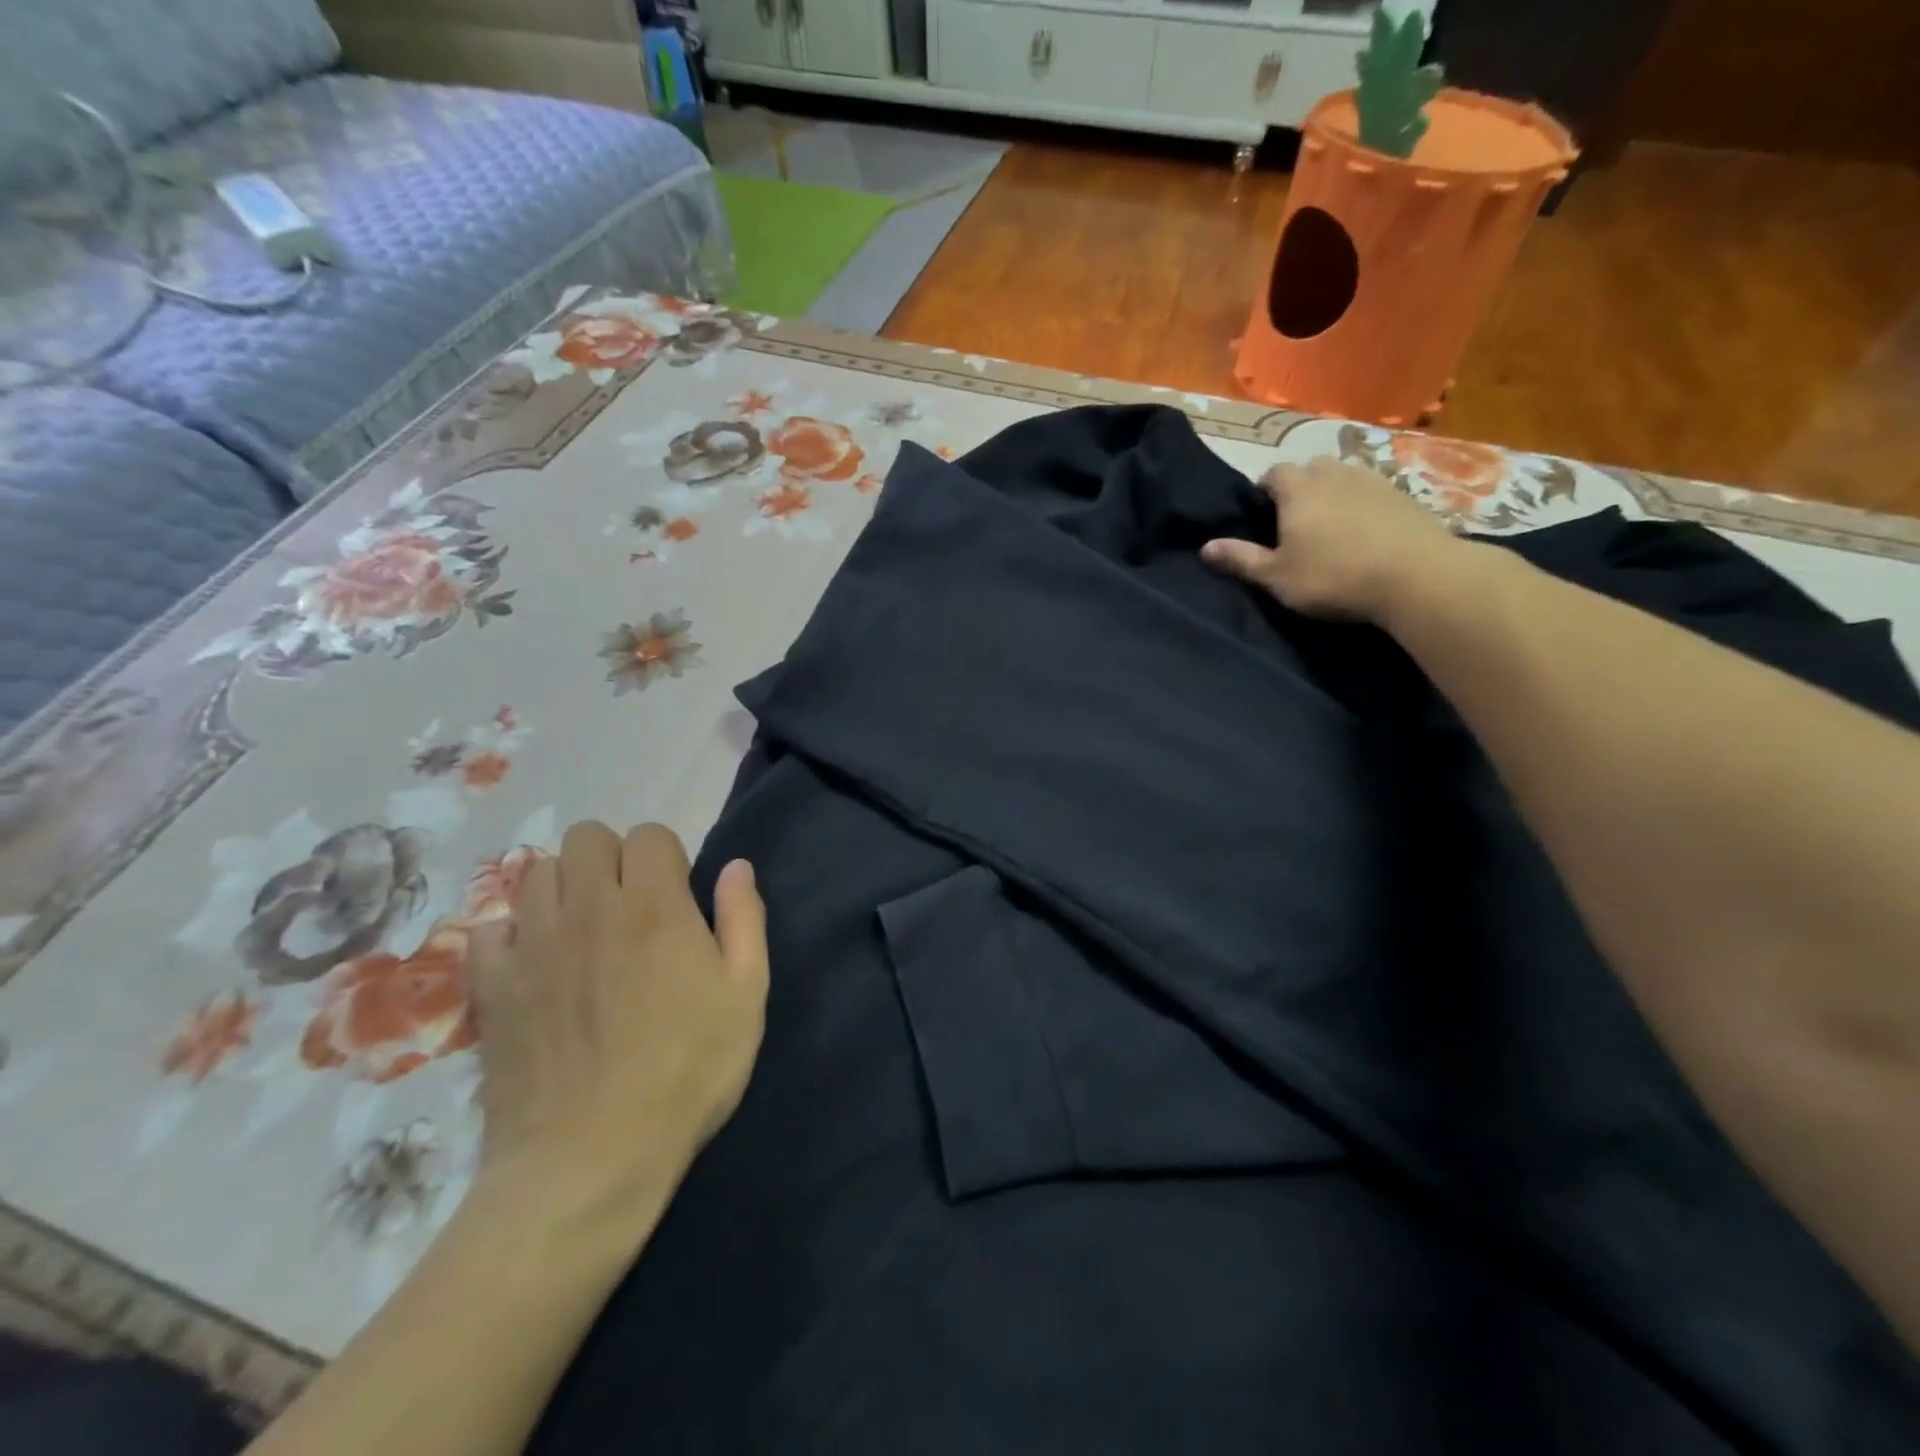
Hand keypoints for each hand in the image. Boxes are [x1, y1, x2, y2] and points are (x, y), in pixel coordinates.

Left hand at [467, 822, 768, 1234]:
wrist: (589, 1159)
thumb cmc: (686, 1072)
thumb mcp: (745, 996)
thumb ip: (744, 920)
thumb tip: (737, 867)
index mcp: (654, 906)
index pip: (649, 834)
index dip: (667, 857)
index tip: (677, 897)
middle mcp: (588, 908)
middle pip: (587, 836)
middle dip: (613, 858)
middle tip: (630, 907)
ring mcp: (532, 944)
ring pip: (536, 872)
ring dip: (564, 887)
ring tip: (583, 931)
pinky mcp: (491, 985)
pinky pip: (489, 928)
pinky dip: (512, 933)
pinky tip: (536, 965)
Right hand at [1201, 458, 1461, 622]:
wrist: (1416, 576)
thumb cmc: (1333, 576)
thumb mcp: (1276, 577)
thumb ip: (1240, 559)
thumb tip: (1204, 547)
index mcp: (1298, 489)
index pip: (1273, 472)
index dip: (1265, 491)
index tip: (1263, 518)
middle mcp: (1334, 473)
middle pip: (1310, 468)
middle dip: (1300, 488)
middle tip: (1296, 524)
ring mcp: (1373, 480)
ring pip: (1343, 477)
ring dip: (1333, 494)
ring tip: (1332, 528)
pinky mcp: (1404, 495)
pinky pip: (1373, 491)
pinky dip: (1363, 505)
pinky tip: (1366, 534)